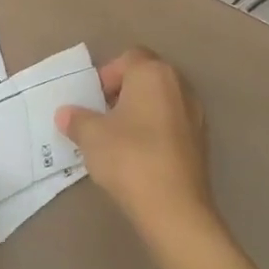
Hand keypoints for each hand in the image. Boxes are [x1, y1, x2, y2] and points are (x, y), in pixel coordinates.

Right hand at [57, 48, 217, 248]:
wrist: (175, 210)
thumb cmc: (129, 157)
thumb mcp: (90, 135)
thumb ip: (77, 119)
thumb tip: (66, 114)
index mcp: (153, 73)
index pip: (127, 58)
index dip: (106, 75)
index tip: (92, 100)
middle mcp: (179, 86)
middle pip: (146, 78)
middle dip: (123, 92)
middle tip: (102, 115)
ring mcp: (196, 116)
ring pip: (160, 102)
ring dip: (140, 113)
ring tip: (118, 138)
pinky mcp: (202, 144)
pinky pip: (172, 126)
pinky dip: (155, 132)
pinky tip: (138, 156)